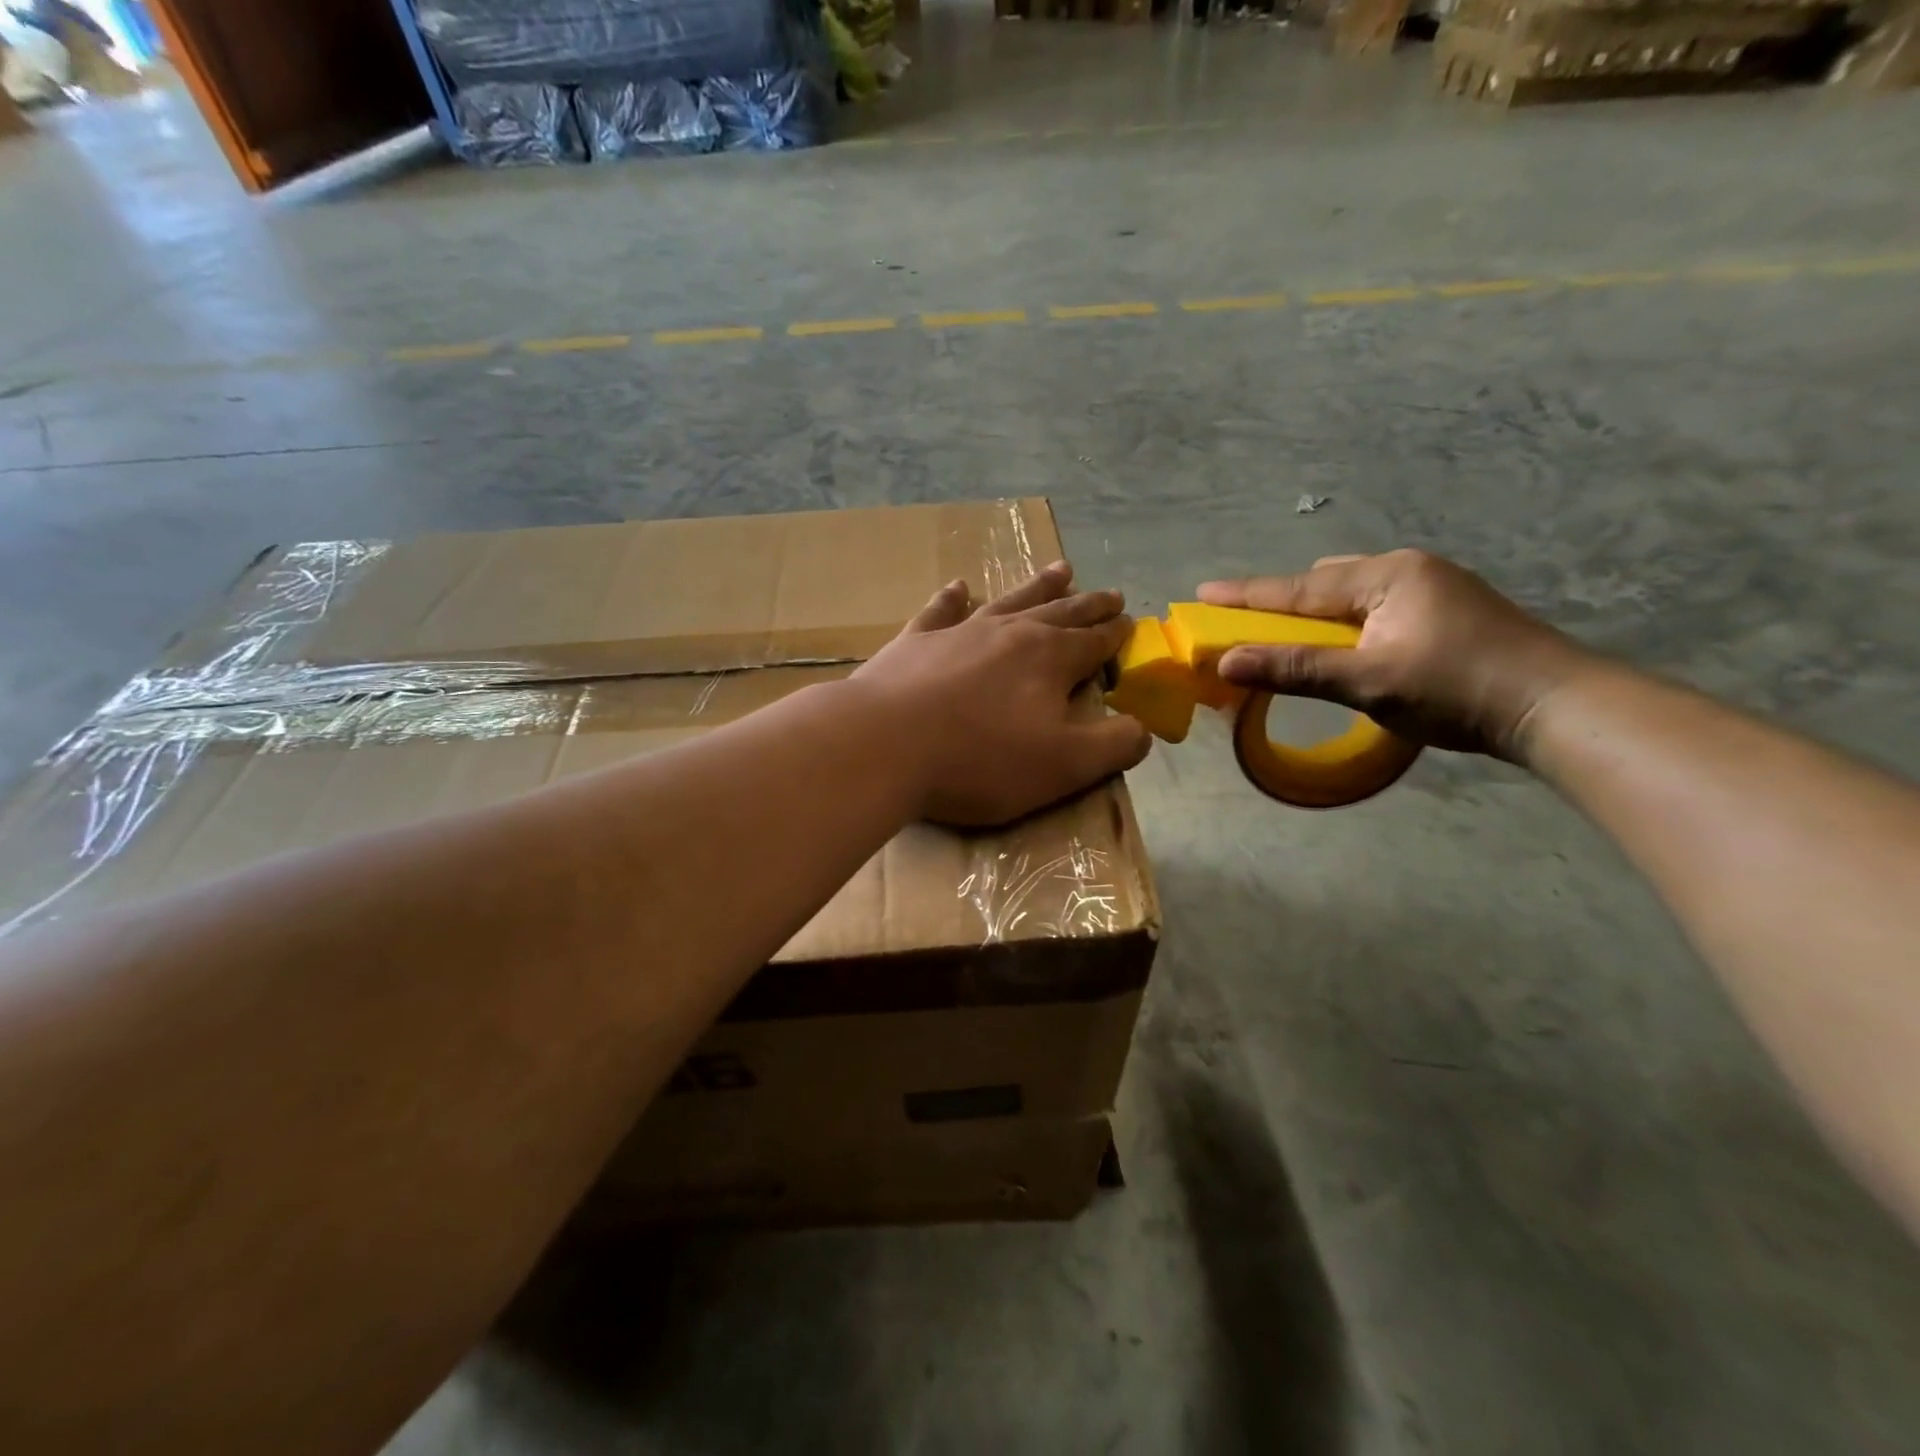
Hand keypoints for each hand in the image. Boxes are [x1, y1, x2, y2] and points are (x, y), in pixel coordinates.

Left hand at [851, 561, 1151, 825]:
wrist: (883, 744)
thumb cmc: (979, 760)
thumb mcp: (1064, 766)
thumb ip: (1114, 746)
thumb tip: (1143, 729)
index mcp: (1050, 659)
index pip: (1095, 643)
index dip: (1116, 636)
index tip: (1131, 624)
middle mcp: (1009, 633)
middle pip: (1060, 613)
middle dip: (1088, 606)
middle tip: (1110, 593)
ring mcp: (959, 632)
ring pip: (1009, 601)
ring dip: (1037, 587)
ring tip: (1061, 569)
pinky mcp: (915, 642)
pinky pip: (941, 611)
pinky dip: (952, 598)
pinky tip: (959, 586)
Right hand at [1198, 550, 1598, 762]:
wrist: (1556, 706)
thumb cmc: (1456, 689)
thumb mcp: (1367, 681)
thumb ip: (1294, 669)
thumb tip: (1226, 661)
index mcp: (1387, 575)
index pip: (1298, 588)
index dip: (1246, 595)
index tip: (1201, 592)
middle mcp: (1408, 569)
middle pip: (1324, 584)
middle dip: (1282, 603)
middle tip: (1246, 624)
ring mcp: (1432, 588)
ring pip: (1352, 595)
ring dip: (1316, 615)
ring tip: (1290, 639)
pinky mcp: (1448, 612)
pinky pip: (1375, 608)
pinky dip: (1345, 624)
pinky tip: (1344, 646)